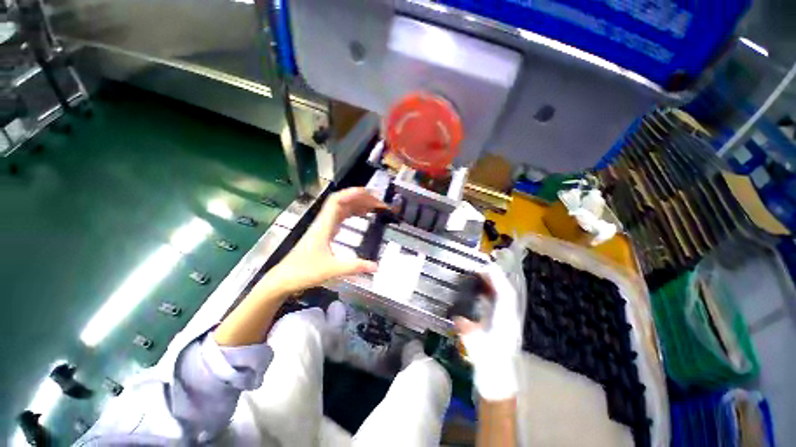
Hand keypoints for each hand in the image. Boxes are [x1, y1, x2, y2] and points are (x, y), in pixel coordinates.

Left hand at [262, 187, 387, 295]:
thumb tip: (377, 266)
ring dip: (357, 204)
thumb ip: (355, 267)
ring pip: (341, 208)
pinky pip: (340, 217)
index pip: (337, 201)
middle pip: (342, 202)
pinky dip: (352, 213)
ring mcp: (323, 226)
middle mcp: (324, 222)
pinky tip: (360, 216)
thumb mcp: (332, 269)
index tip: (370, 193)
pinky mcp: (324, 233)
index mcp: (324, 225)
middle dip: (360, 198)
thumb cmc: (304, 272)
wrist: (284, 278)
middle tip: (378, 202)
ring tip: (373, 206)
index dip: (353, 193)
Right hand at [455, 263, 520, 401]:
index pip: (505, 293)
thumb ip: (466, 329)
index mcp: (505, 321)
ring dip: (492, 285)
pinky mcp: (502, 326)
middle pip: (505, 293)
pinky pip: (497, 304)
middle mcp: (509, 318)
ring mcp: (506, 322)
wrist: (497, 381)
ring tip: (480, 276)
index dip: (496, 278)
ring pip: (502, 298)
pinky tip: (480, 293)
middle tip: (480, 267)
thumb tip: (457, 317)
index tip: (486, 266)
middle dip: (494, 278)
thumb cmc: (488, 364)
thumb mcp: (475, 345)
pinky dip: (490, 295)